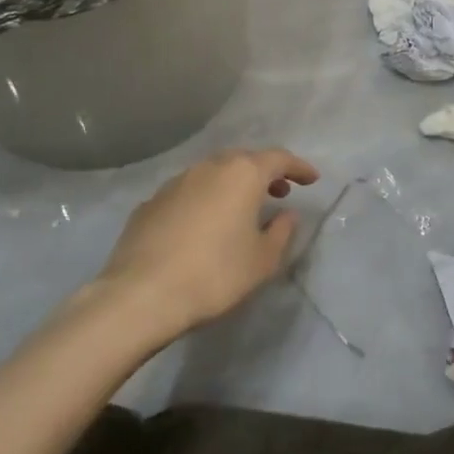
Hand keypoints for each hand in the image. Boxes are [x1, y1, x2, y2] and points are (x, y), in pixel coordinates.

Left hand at [91, 148, 319, 344]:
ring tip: (242, 208)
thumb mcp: (262, 260)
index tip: (312, 179)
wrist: (141, 294)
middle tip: (279, 192)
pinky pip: (188, 192)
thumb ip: (281, 232)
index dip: (299, 167)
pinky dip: (204, 199)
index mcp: (242, 174)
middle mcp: (209, 168)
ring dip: (232, 185)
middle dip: (264, 173)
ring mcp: (175, 182)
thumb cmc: (215, 274)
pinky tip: (203, 225)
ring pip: (213, 173)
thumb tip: (286, 214)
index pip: (279, 159)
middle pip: (244, 160)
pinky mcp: (150, 202)